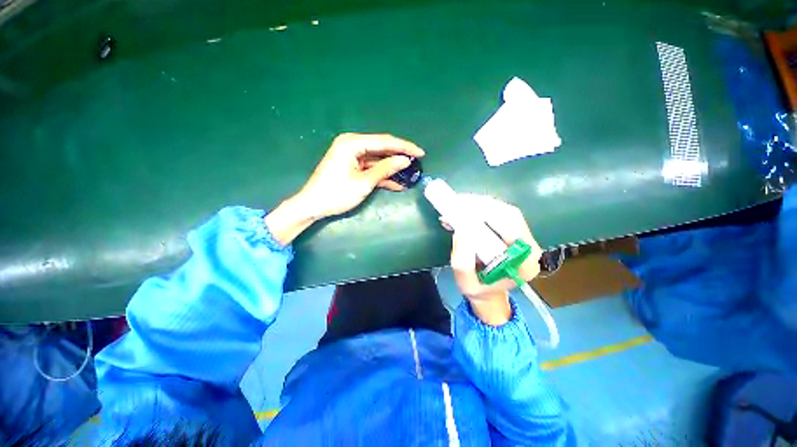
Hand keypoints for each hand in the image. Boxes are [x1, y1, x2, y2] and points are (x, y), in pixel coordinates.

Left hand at [297, 133, 424, 218]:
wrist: (313, 205)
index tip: (420, 153)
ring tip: (410, 173)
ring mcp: (352, 156)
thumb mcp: (363, 182)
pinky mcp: (352, 166)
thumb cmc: (336, 193)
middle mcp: (352, 144)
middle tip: (417, 162)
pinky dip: (382, 175)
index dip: (404, 147)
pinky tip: (396, 183)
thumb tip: (405, 160)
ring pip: (378, 159)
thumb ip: (385, 169)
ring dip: (392, 167)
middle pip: (382, 148)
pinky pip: (371, 168)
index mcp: (352, 143)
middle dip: (399, 156)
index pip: (384, 142)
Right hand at [447, 195, 542, 324]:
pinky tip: (463, 209)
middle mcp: (529, 247)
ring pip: (504, 210)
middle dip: (482, 206)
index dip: (490, 216)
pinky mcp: (513, 230)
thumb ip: (463, 263)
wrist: (488, 291)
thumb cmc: (478, 289)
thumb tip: (461, 230)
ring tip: (457, 204)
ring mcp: (523, 236)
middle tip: (457, 202)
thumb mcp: (465, 283)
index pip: (513, 231)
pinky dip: (480, 207)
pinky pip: (499, 212)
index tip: (465, 211)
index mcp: (524, 264)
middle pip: (510, 215)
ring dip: (479, 204)